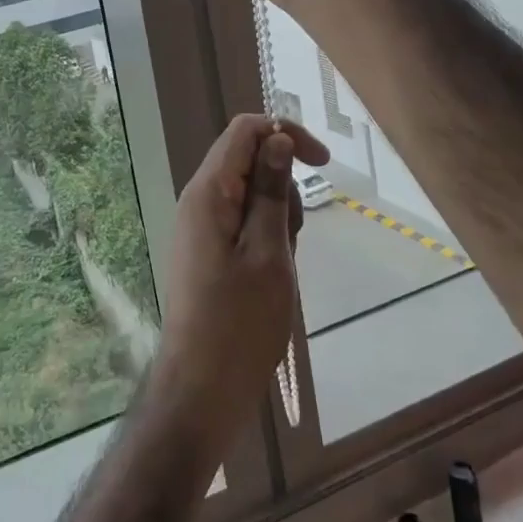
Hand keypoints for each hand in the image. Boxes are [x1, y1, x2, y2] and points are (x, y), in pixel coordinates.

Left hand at [148, 115, 329, 463]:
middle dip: (283, 187)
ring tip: (281, 264)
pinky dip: (266, 236)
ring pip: (250, 194)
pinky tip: (272, 274)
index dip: (285, 134)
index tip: (323, 164)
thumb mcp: (268, 252)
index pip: (245, 130)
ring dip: (277, 217)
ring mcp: (201, 226)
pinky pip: (243, 222)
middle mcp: (199, 200)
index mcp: (208, 192)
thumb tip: (277, 139)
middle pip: (249, 160)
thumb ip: (271, 191)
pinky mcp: (207, 250)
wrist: (201, 390)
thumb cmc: (240, 323)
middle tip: (292, 238)